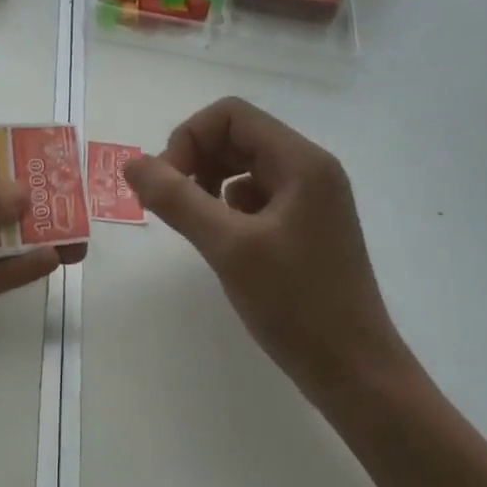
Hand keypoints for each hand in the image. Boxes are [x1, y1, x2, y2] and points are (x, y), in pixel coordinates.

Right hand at [123, 97, 409, 410]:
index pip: (231, 115)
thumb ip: (177, 199)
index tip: (167, 183)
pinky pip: (255, 198)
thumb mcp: (228, 247)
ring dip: (208, 184)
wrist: (353, 371)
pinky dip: (227, 208)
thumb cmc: (295, 305)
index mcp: (301, 162)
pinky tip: (222, 242)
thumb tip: (132, 164)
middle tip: (169, 204)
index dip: (189, 138)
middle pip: (237, 137)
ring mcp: (310, 200)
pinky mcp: (304, 228)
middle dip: (195, 160)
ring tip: (192, 223)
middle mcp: (309, 170)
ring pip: (244, 167)